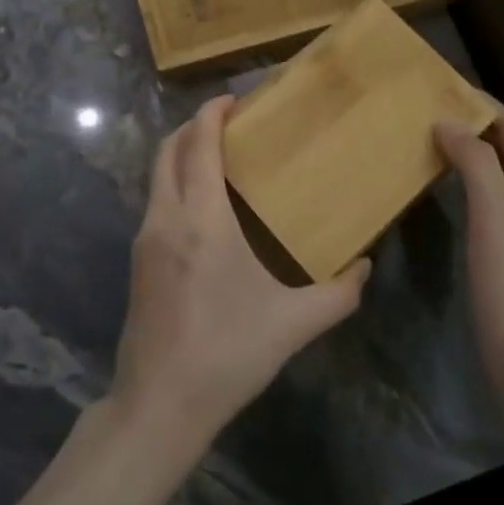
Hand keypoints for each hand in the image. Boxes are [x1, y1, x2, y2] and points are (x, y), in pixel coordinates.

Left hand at [111, 96, 371, 452]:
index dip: (212, 113)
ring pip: (157, 174)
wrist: (159, 405)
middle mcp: (166, 217)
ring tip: (219, 158)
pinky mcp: (137, 260)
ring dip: (182, 154)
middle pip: (169, 149)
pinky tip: (203, 205)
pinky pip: (155, 200)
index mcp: (201, 218)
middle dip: (194, 126)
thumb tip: (366, 266)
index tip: (234, 99)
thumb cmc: (227, 353)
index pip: (199, 144)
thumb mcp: (293, 324)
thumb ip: (338, 293)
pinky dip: (175, 182)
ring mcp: (145, 238)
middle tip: (229, 122)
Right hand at [435, 110, 503, 414]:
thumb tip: (449, 124)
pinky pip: (489, 202)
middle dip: (475, 127)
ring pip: (498, 177)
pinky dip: (466, 184)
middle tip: (430, 111)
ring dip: (469, 155)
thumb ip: (476, 165)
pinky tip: (442, 187)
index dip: (485, 106)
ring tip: (430, 140)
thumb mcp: (495, 218)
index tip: (445, 88)